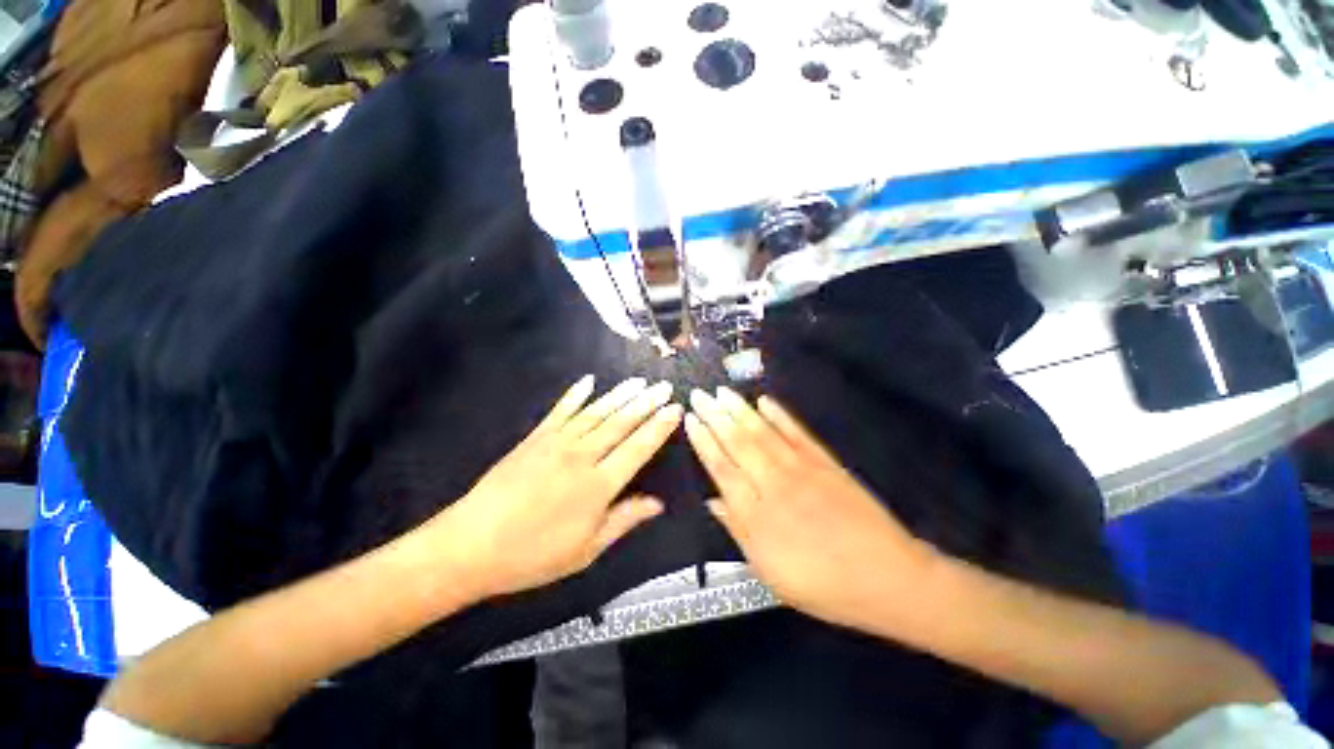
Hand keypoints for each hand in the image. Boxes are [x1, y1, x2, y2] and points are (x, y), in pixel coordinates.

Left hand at [434, 376, 682, 599]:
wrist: (471, 545)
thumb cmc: (533, 555)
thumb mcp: (586, 550)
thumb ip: (624, 520)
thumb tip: (658, 503)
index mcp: (599, 485)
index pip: (638, 448)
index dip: (659, 427)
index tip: (675, 409)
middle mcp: (582, 456)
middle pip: (621, 423)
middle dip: (646, 403)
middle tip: (664, 386)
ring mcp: (556, 442)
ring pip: (596, 412)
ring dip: (619, 395)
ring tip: (639, 381)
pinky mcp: (535, 438)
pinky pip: (560, 411)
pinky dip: (575, 394)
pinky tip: (588, 380)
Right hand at [684, 388, 938, 630]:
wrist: (888, 578)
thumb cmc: (824, 585)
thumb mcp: (770, 574)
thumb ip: (738, 532)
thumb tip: (712, 501)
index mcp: (756, 514)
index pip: (721, 468)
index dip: (703, 441)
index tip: (690, 419)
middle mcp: (774, 483)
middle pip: (738, 442)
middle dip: (715, 416)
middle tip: (700, 394)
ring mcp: (802, 469)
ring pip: (763, 432)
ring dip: (740, 409)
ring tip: (722, 391)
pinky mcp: (826, 462)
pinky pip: (797, 433)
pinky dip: (780, 415)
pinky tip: (765, 401)